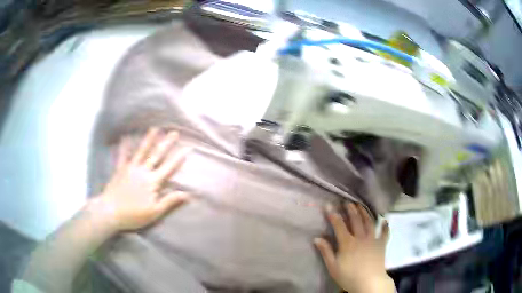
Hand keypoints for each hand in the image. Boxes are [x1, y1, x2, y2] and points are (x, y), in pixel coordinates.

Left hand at [90, 128, 190, 231]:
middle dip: (167, 143)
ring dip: (149, 139)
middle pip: (156, 155)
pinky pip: (123, 156)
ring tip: (155, 128)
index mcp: (152, 182)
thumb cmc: (134, 215)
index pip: (169, 167)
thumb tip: (187, 194)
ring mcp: (130, 168)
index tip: (187, 148)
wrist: (111, 212)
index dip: (179, 158)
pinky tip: (125, 137)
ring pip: (141, 151)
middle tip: (174, 132)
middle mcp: (143, 171)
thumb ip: (170, 201)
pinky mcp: (120, 169)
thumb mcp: (155, 212)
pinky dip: (124, 146)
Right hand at [314, 203, 393, 292]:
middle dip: (351, 210)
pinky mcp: (382, 244)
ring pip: (369, 222)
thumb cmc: (349, 276)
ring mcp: (373, 239)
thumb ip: (326, 252)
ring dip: (365, 213)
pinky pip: (385, 233)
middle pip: (355, 220)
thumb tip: (317, 238)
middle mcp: (361, 237)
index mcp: (347, 243)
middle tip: (347, 202)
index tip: (328, 205)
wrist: (369, 282)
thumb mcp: (333, 267)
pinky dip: (385, 226)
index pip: (339, 225)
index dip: (333, 215)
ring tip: (361, 206)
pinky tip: (385, 220)